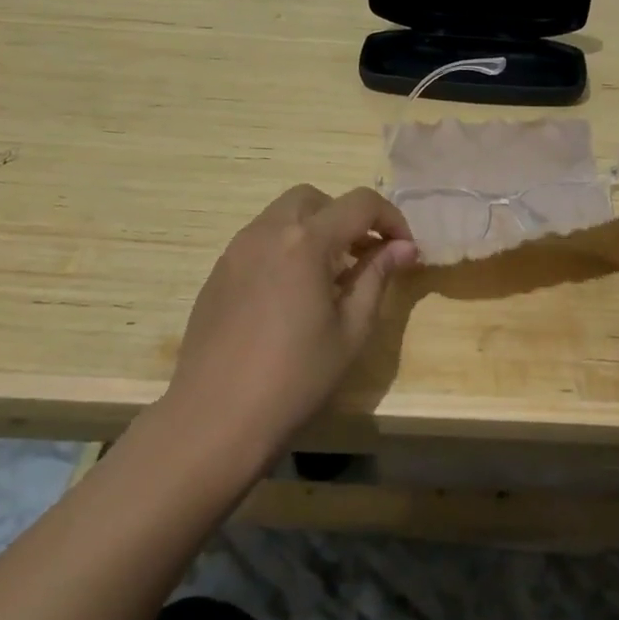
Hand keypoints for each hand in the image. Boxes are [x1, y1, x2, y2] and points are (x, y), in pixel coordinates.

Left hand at [162, 185, 416, 464]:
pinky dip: (285, 248)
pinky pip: (259, 241)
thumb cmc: (294, 379)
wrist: (214, 420)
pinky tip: (290, 296)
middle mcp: (267, 231)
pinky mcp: (217, 273)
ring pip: (283, 216)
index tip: (404, 249)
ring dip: (314, 230)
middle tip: (363, 257)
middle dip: (346, 217)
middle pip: (315, 199)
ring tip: (328, 278)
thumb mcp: (351, 330)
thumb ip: (377, 277)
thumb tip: (404, 247)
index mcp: (306, 241)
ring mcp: (236, 250)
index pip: (360, 203)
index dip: (390, 218)